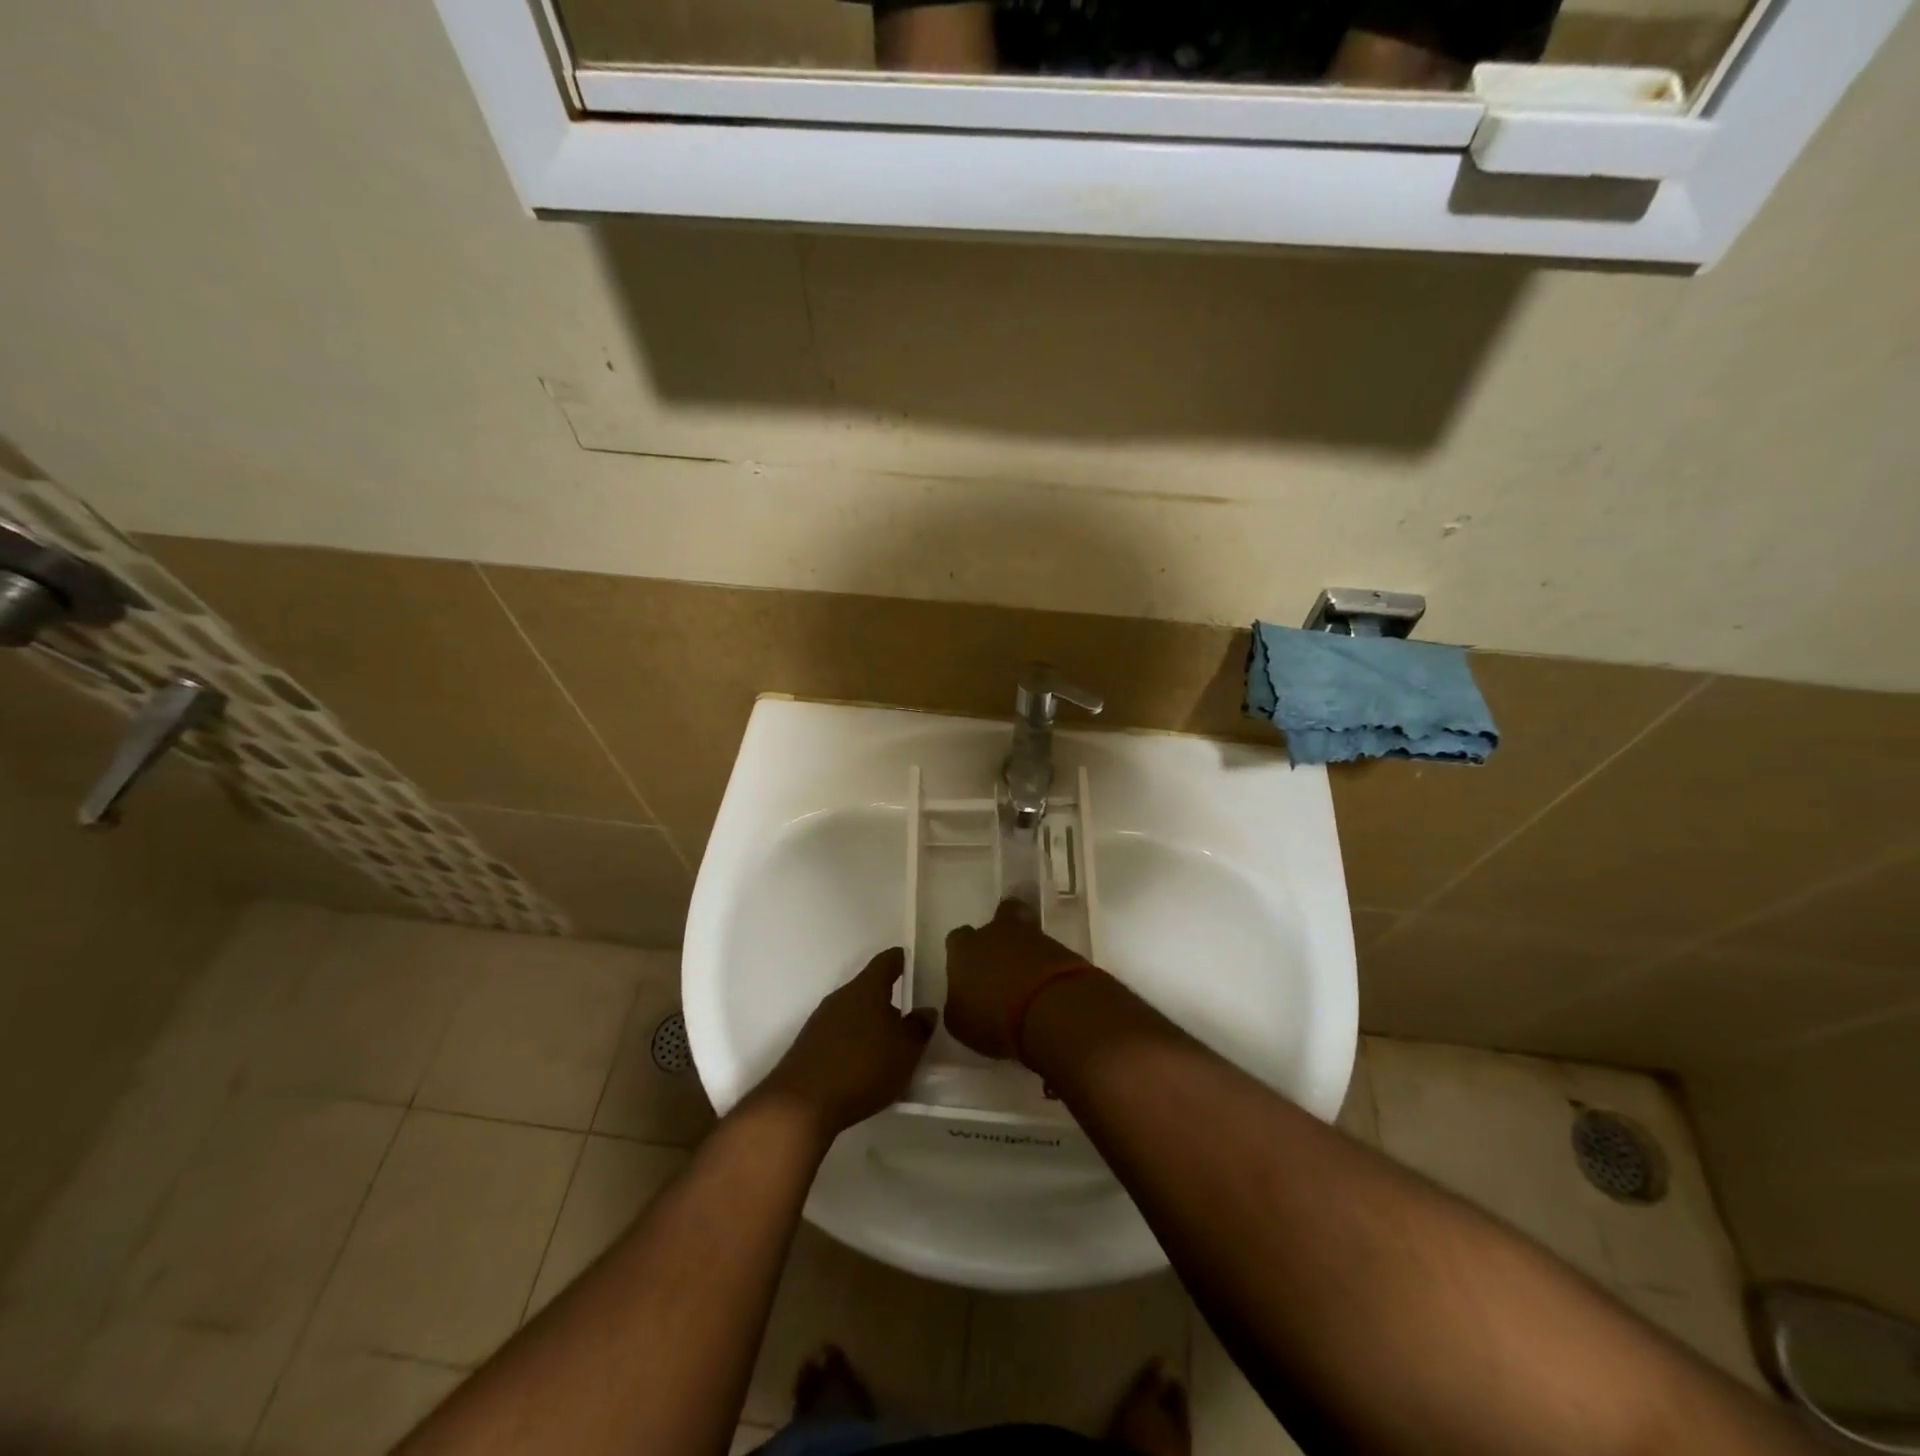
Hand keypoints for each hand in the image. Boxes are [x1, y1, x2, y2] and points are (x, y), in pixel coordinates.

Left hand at [756, 948, 936, 1139]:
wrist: (801, 1104)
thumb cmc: (862, 1067)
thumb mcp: (906, 1051)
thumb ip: (919, 1028)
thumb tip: (925, 1011)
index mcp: (866, 988)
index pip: (886, 962)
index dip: (899, 960)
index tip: (909, 962)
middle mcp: (841, 997)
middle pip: (868, 989)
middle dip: (887, 1000)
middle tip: (907, 1017)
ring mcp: (820, 1021)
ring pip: (852, 1013)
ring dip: (869, 1024)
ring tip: (887, 1047)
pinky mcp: (808, 1046)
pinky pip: (838, 1035)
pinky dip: (853, 1043)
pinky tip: (862, 1066)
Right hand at [943, 899, 1094, 1060]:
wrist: (1050, 1010)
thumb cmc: (993, 1018)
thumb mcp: (960, 1024)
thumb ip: (958, 1006)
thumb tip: (962, 1001)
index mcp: (965, 949)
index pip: (957, 939)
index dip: (962, 953)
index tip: (968, 973)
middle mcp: (996, 933)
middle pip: (1000, 915)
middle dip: (1001, 931)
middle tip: (1003, 959)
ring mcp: (1033, 937)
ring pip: (1028, 931)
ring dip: (1027, 949)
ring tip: (1029, 979)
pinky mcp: (1062, 948)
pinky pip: (1050, 952)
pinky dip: (1048, 965)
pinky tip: (1047, 987)